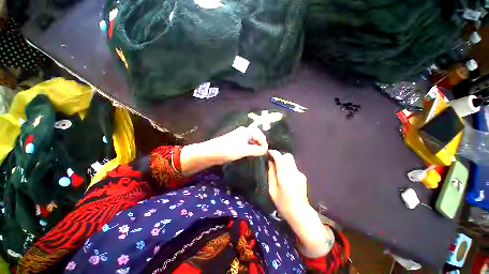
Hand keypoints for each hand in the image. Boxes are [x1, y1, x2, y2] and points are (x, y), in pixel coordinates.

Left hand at [180, 125, 267, 174]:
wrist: (211, 152)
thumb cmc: (229, 149)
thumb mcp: (245, 150)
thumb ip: (257, 150)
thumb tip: (265, 150)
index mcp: (246, 131)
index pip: (260, 135)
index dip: (264, 143)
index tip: (265, 153)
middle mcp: (243, 132)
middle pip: (256, 137)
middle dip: (260, 145)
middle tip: (262, 154)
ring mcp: (239, 137)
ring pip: (251, 142)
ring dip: (255, 148)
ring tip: (257, 155)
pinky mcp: (235, 143)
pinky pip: (246, 145)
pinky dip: (250, 149)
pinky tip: (250, 154)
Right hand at [268, 150, 332, 256]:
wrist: (300, 213)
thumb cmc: (283, 204)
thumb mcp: (272, 190)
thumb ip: (271, 174)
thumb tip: (270, 162)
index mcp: (285, 176)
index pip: (280, 157)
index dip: (273, 153)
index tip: (268, 153)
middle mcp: (294, 172)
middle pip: (287, 156)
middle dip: (279, 156)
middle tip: (273, 161)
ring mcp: (300, 173)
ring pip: (291, 160)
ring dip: (283, 161)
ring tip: (278, 168)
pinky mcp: (302, 176)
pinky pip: (293, 166)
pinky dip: (288, 166)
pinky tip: (285, 175)